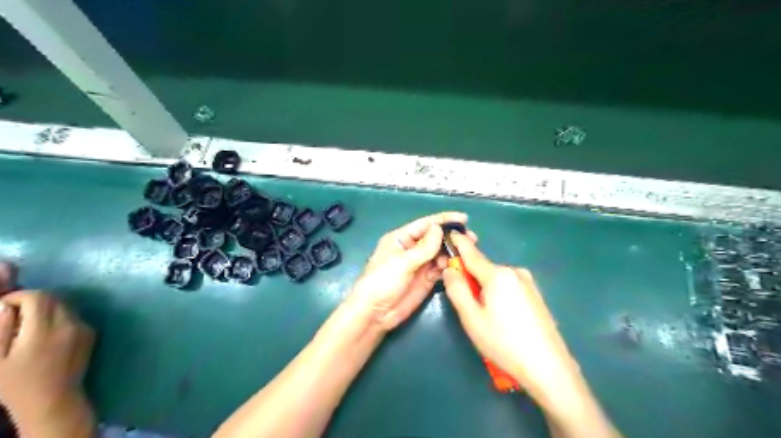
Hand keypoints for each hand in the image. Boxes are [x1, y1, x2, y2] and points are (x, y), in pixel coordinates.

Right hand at [0, 289, 93, 429]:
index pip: (39, 297)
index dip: (19, 296)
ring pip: (66, 305)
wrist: (54, 399)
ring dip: (47, 308)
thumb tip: (6, 305)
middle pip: (54, 298)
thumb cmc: (16, 384)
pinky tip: (45, 335)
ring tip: (27, 326)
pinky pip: (74, 316)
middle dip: (33, 301)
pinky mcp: (91, 333)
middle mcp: (70, 324)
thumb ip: (1, 329)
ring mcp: (84, 327)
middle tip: (14, 315)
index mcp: (45, 330)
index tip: (4, 305)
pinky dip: (58, 317)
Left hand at [348, 213, 476, 331]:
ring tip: (468, 252)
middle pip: (435, 238)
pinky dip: (450, 266)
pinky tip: (460, 265)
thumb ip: (423, 247)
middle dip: (452, 237)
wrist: (375, 313)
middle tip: (471, 238)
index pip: (425, 224)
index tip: (464, 218)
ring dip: (453, 252)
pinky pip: (441, 268)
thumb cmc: (382, 282)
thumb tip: (439, 228)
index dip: (444, 220)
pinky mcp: (426, 279)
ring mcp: (420, 264)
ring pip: (440, 253)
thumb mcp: (402, 262)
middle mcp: (412, 248)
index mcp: (401, 238)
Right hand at [439, 234, 578, 401]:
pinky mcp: (536, 295)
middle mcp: (514, 272)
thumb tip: (450, 268)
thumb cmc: (504, 342)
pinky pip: (509, 287)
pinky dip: (498, 295)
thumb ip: (457, 289)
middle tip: (463, 302)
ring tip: (485, 317)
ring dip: (485, 288)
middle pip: (483, 269)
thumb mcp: (471, 318)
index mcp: (497, 274)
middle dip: (470, 277)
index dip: (458, 243)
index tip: (450, 231)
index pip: (471, 253)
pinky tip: (502, 319)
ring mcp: (528, 283)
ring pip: (496, 279)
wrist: (548, 368)